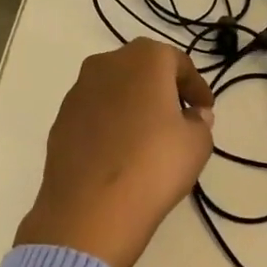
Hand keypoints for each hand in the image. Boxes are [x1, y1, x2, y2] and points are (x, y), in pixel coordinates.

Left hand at [18, 39, 215, 266]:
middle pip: (142, 69)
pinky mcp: (60, 119)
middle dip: (162, 89)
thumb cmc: (154, 165)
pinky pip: (95, 113)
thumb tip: (192, 115)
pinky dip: (110, 124)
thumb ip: (200, 121)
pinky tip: (119, 152)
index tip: (205, 109)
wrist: (91, 208)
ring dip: (133, 105)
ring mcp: (77, 91)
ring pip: (114, 89)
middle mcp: (106, 64)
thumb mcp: (197, 143)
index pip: (177, 62)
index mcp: (144, 59)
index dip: (196, 86)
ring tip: (148, 137)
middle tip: (179, 117)